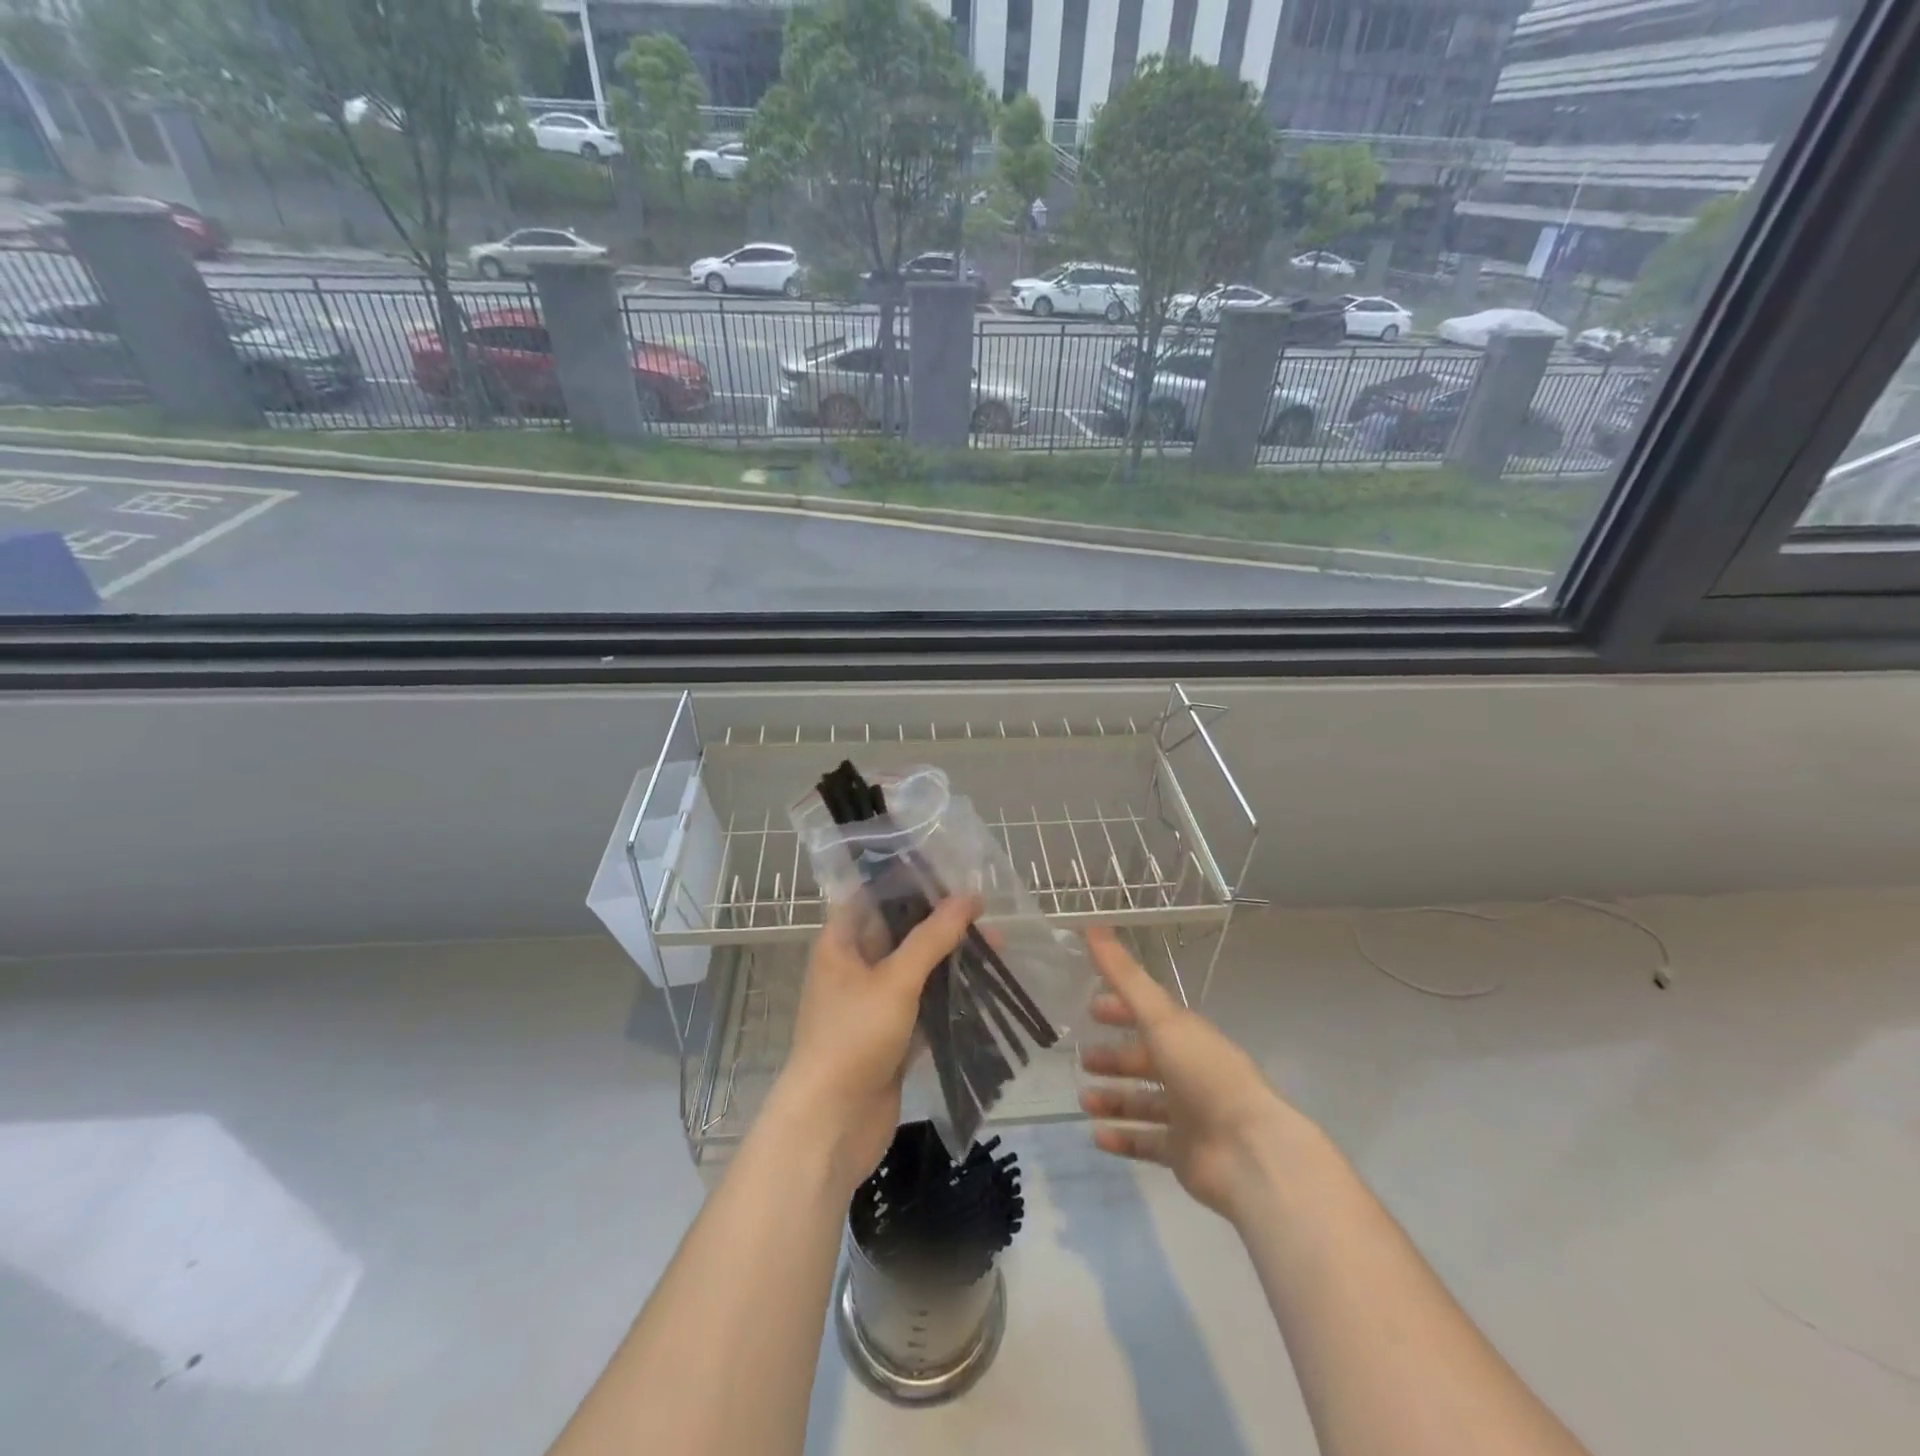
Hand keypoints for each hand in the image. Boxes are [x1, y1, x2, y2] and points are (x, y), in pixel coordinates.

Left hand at [774, 893, 978, 1193]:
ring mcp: (872, 1004)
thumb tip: (969, 896)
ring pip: (916, 970)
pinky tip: (985, 988)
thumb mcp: (895, 980)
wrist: (832, 1125)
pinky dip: (949, 997)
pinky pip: (924, 1006)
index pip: (872, 896)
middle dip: (940, 922)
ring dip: (950, 960)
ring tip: (997, 946)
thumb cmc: (854, 1038)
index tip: (950, 871)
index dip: (907, 881)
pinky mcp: (891, 1037)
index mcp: (841, 943)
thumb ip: (932, 938)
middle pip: (899, 932)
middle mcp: (854, 967)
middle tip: (986, 911)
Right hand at [1077, 927, 1303, 1221]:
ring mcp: (1187, 1114)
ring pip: (1142, 1102)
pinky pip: (1146, 1142)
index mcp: (1186, 1036)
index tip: (1090, 1009)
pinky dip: (1122, 1138)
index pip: (1150, 1015)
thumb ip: (1124, 976)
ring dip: (1113, 1099)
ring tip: (1083, 1100)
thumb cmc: (1204, 1073)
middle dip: (1114, 1058)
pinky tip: (1095, 1136)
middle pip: (1145, 1060)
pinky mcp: (1184, 1153)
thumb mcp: (1161, 1017)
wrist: (1249, 1151)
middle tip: (1083, 1059)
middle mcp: (1188, 1071)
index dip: (1121, 1009)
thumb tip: (1091, 924)